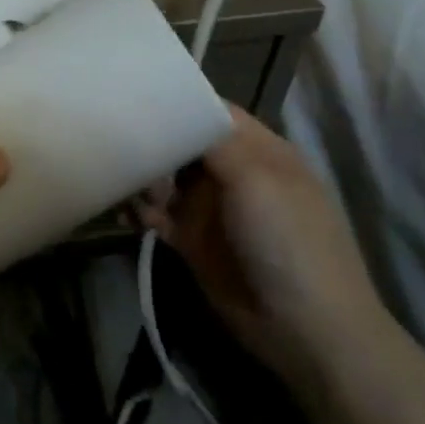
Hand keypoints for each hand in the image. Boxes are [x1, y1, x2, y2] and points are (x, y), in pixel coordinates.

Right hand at [142, 104, 392, 387]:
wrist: (304, 329)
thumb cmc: (288, 242)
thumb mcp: (257, 179)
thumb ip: (214, 141)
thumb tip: (177, 112)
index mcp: (260, 151)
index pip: (214, 112)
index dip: (180, 102)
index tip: (136, 94)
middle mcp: (234, 174)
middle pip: (184, 143)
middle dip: (153, 140)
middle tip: (120, 141)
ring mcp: (213, 209)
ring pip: (166, 178)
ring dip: (142, 177)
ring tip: (121, 181)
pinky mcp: (193, 241)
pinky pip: (158, 215)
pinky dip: (139, 210)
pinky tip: (124, 211)